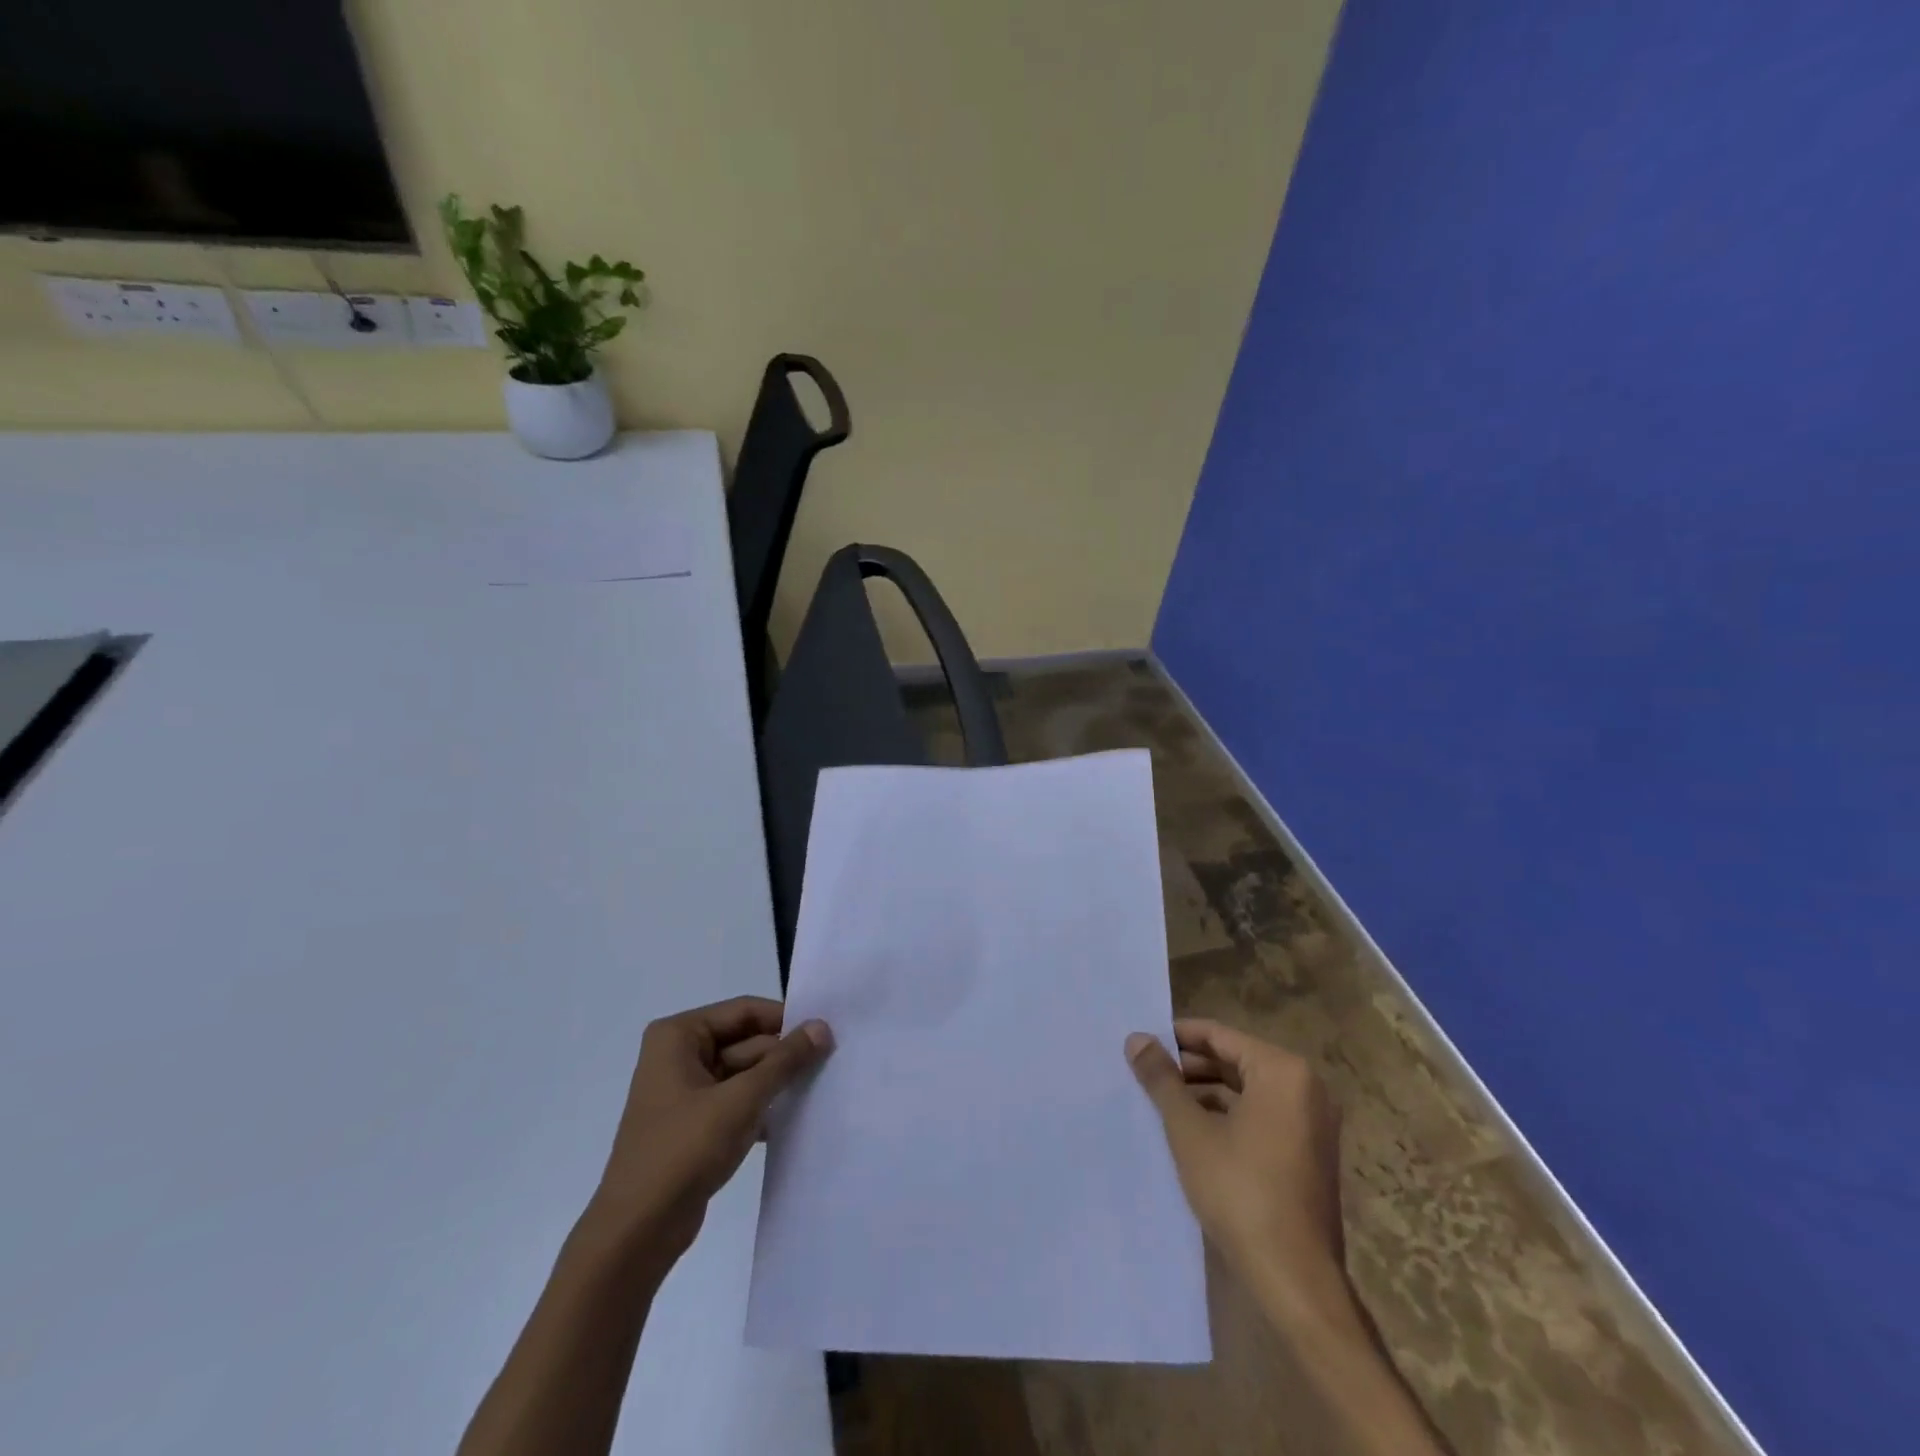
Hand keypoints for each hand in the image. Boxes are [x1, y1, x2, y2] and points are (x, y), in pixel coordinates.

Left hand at [591, 996, 832, 1259]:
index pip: (744, 1011)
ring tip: (821, 1086)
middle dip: (784, 1055)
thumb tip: (822, 1026)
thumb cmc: (683, 1151)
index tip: (826, 1031)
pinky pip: (737, 1101)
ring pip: (744, 1073)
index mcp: (679, 1035)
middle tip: (832, 1061)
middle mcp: (679, 1055)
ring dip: (777, 1082)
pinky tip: (796, 1117)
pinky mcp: (694, 1124)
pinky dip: (763, 1106)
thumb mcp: (741, 1100)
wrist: (636, 1233)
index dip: (785, 1019)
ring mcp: (686, 1091)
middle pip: (746, 1041)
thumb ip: (785, 1061)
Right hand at [1127, 1019, 1346, 1322]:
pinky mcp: (1309, 1153)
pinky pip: (1262, 1115)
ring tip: (1162, 1100)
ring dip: (1206, 1092)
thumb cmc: (1240, 1191)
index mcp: (1282, 1071)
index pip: (1219, 1035)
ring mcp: (1312, 1123)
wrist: (1295, 1279)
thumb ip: (1161, 1079)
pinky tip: (1193, 1130)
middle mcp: (1306, 1088)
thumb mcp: (1189, 1130)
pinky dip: (1229, 1115)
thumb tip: (1136, 1038)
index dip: (1177, 1037)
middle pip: (1235, 1060)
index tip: (1142, 1043)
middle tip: (1146, 1073)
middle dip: (1189, 1066)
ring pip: (1248, 1090)